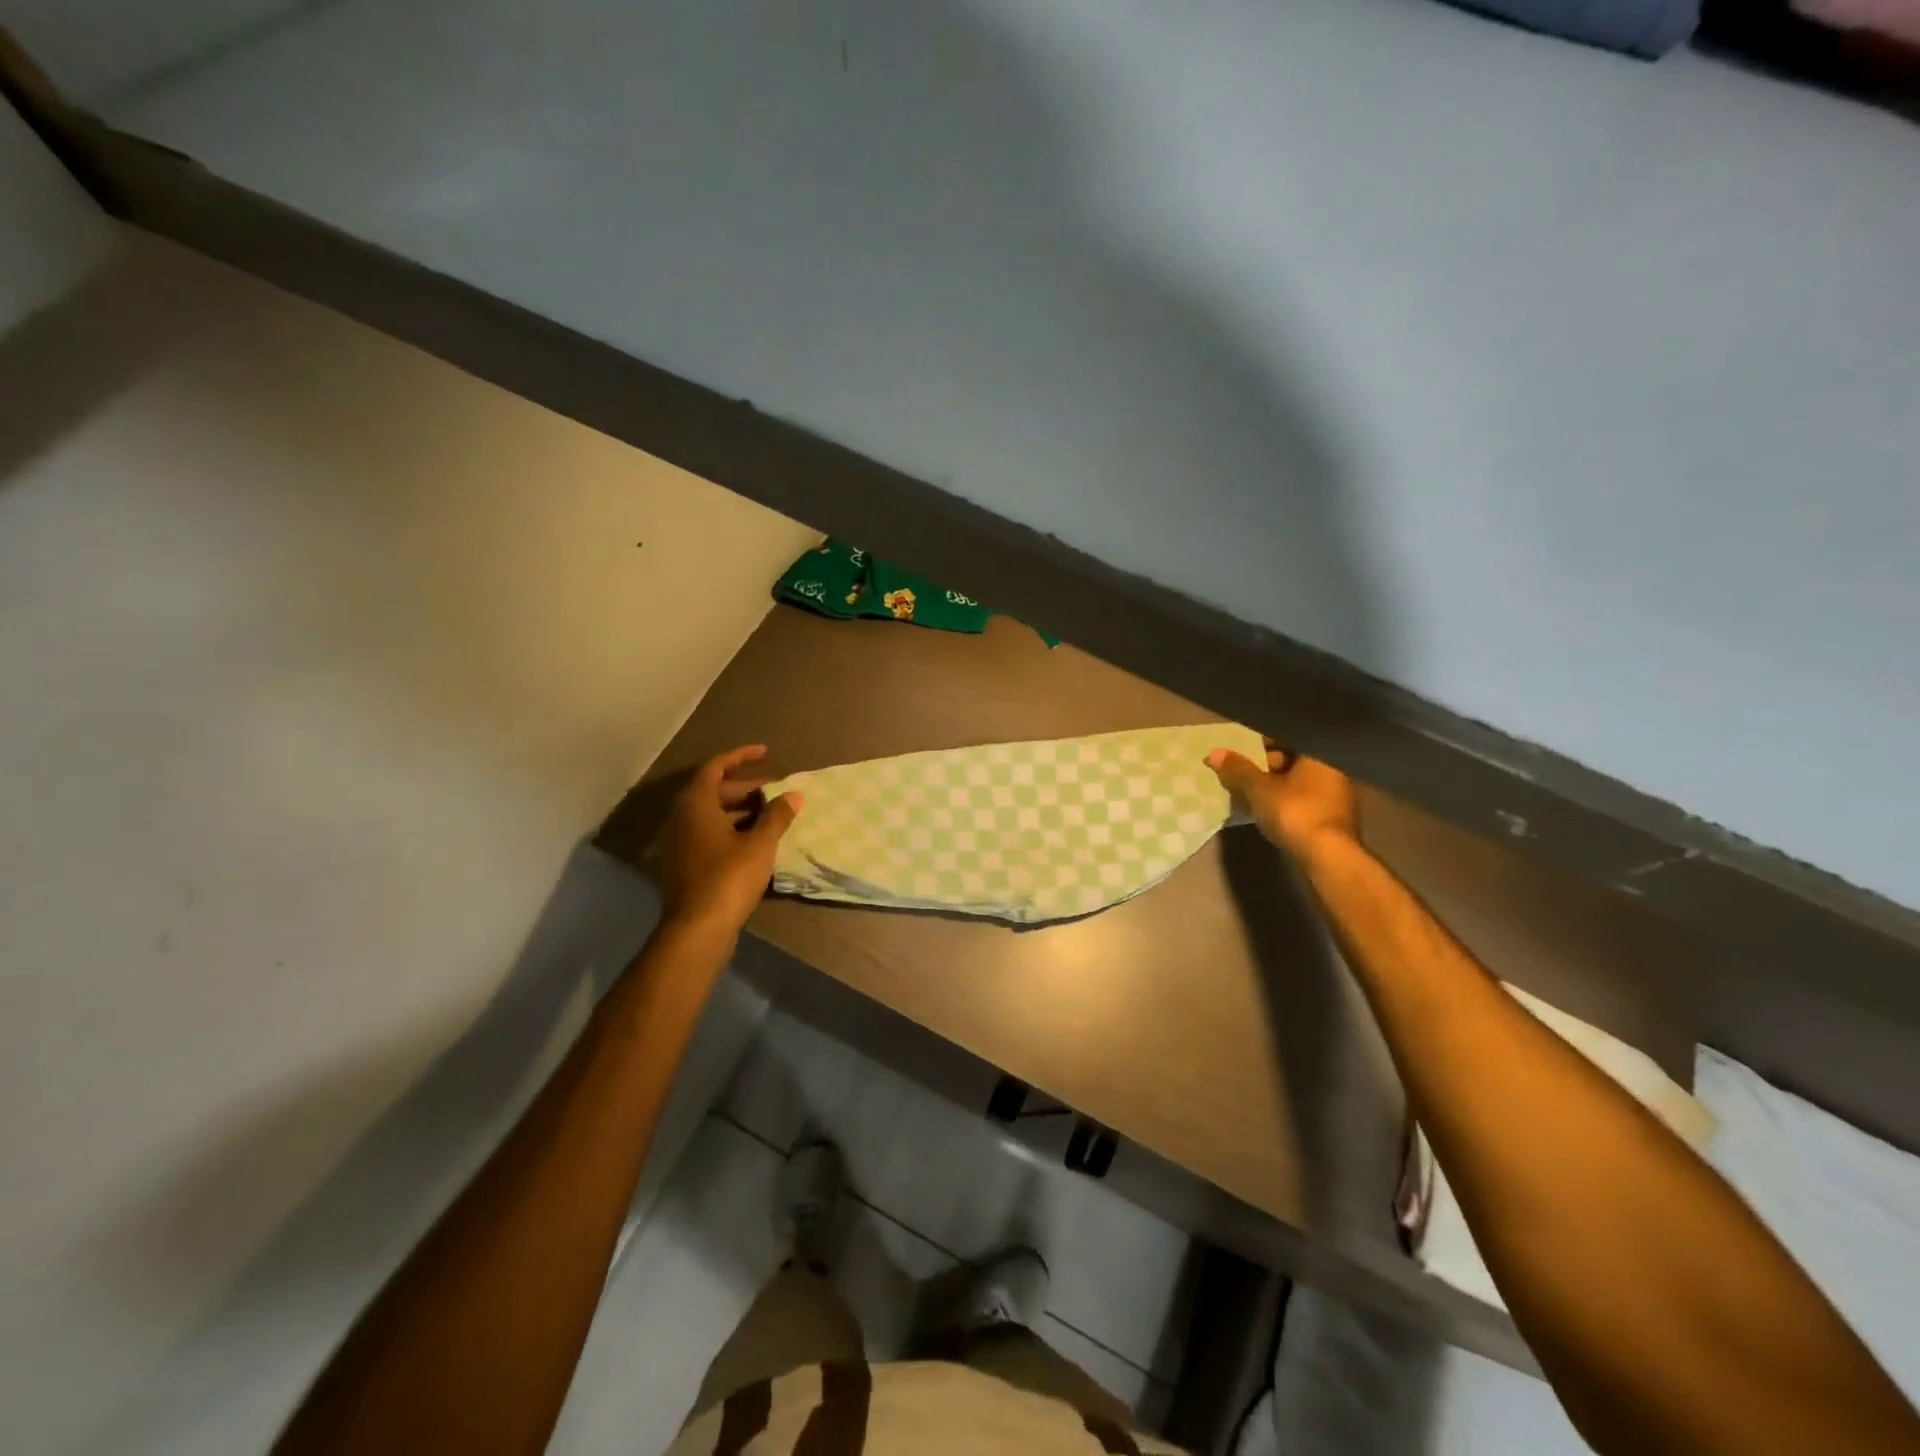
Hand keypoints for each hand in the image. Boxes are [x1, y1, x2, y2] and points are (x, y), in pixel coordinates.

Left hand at [654, 745, 802, 935]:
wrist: (697, 929)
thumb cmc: (729, 877)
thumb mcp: (760, 844)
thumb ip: (777, 816)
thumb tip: (794, 794)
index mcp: (695, 804)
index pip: (715, 766)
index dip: (741, 756)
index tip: (766, 752)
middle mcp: (681, 818)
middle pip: (712, 790)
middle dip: (744, 786)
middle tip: (774, 789)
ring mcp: (678, 842)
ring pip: (710, 814)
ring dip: (738, 809)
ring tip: (769, 814)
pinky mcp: (682, 863)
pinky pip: (706, 833)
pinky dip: (729, 828)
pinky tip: (754, 840)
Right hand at [1206, 738, 1357, 860]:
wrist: (1328, 856)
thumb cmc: (1295, 812)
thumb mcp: (1259, 789)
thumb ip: (1238, 769)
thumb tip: (1214, 753)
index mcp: (1320, 754)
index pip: (1288, 737)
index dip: (1262, 742)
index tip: (1242, 751)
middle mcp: (1334, 769)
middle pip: (1295, 758)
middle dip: (1268, 764)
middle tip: (1243, 772)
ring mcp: (1337, 794)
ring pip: (1299, 780)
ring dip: (1276, 783)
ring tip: (1250, 792)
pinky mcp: (1333, 817)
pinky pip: (1304, 798)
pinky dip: (1286, 799)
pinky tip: (1269, 809)